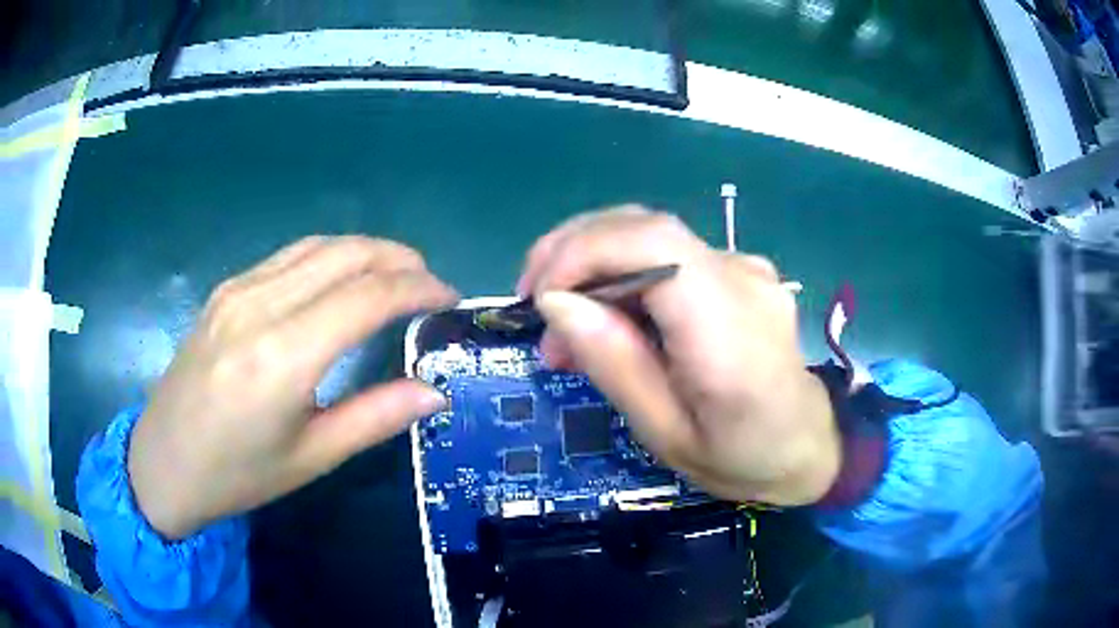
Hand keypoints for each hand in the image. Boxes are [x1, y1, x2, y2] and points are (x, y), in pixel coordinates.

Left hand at [129, 236, 457, 538]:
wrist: (162, 464)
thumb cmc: (236, 475)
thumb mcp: (311, 457)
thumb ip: (375, 418)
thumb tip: (433, 392)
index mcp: (282, 356)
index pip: (367, 297)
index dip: (418, 289)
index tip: (449, 296)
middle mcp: (259, 307)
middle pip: (345, 254)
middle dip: (398, 258)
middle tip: (429, 281)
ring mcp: (237, 291)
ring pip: (316, 245)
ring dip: (365, 250)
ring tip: (395, 273)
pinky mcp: (225, 291)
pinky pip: (288, 257)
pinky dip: (328, 256)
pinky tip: (340, 278)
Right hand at [518, 207, 839, 505]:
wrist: (806, 446)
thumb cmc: (739, 457)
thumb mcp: (665, 433)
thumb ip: (615, 364)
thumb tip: (556, 303)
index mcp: (728, 329)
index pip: (653, 244)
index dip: (583, 251)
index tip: (539, 298)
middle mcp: (741, 278)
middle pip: (645, 226)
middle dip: (573, 252)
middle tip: (532, 302)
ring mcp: (744, 268)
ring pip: (650, 235)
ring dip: (592, 262)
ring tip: (561, 321)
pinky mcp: (738, 271)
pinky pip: (668, 256)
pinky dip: (622, 273)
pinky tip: (605, 313)